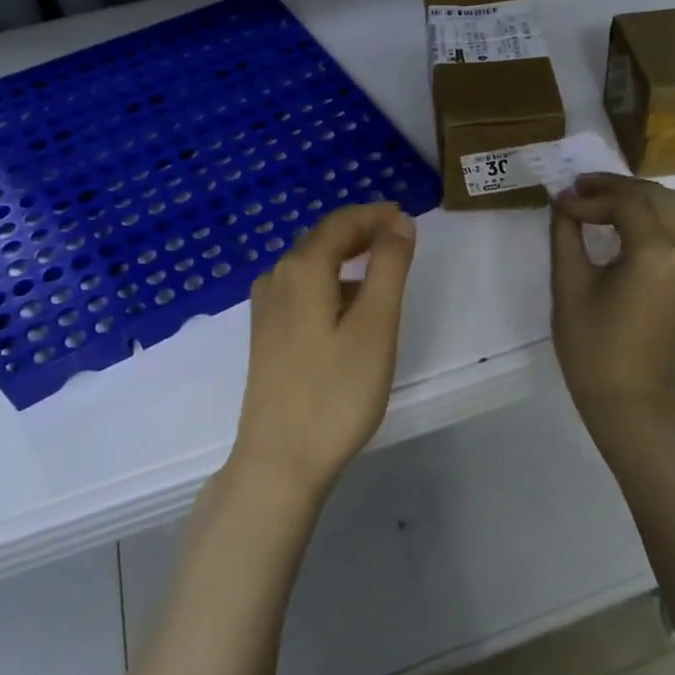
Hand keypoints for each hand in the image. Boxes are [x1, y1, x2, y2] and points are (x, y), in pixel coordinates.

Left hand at [230, 203, 417, 506]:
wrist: (279, 460)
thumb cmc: (336, 391)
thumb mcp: (376, 325)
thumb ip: (389, 266)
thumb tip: (399, 222)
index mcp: (302, 268)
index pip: (342, 222)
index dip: (376, 215)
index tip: (408, 218)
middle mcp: (277, 277)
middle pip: (323, 238)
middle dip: (362, 232)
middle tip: (400, 239)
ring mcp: (266, 307)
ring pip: (311, 264)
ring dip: (346, 257)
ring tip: (382, 270)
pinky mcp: (266, 334)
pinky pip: (301, 289)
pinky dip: (330, 282)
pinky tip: (349, 307)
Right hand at [550, 174, 674, 415]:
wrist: (633, 401)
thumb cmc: (594, 348)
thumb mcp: (570, 286)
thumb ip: (567, 235)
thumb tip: (564, 204)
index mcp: (657, 254)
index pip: (626, 202)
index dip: (591, 196)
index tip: (561, 202)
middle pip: (656, 195)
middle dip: (615, 187)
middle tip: (578, 191)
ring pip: (672, 208)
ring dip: (635, 199)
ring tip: (595, 202)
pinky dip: (650, 217)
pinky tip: (620, 224)